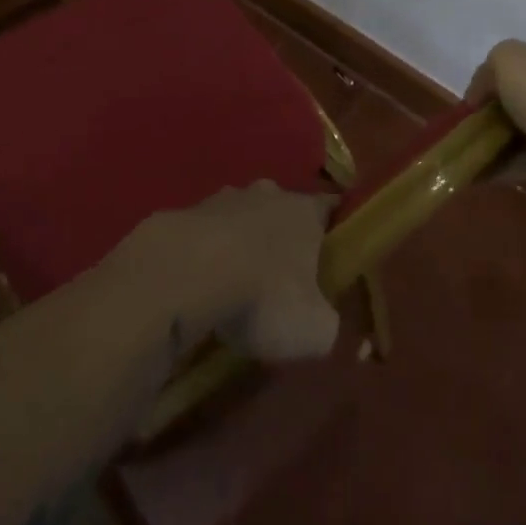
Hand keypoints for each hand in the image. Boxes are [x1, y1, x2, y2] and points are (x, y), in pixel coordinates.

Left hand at [115, 182, 339, 362]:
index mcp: (304, 211)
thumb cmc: (264, 295)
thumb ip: (330, 326)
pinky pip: (208, 233)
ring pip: (243, 217)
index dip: (336, 226)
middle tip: (286, 275)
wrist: (187, 272)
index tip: (338, 247)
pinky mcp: (188, 213)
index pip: (330, 207)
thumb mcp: (314, 330)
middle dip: (285, 236)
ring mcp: (225, 199)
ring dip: (244, 242)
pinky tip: (205, 285)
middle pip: (284, 209)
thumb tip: (328, 325)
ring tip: (239, 283)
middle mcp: (268, 194)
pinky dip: (210, 253)